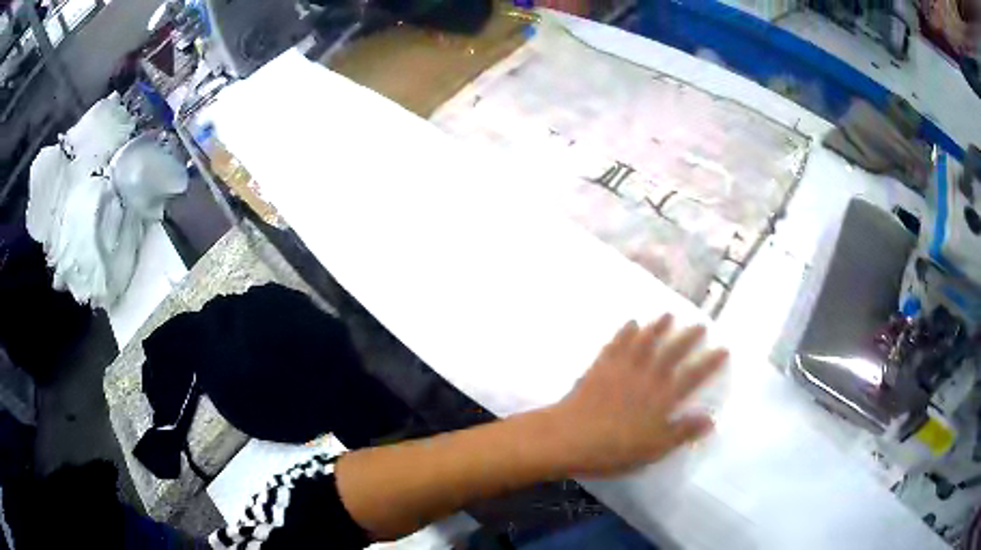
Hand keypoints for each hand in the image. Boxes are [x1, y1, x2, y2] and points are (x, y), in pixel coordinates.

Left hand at [545, 316, 726, 476]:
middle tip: (700, 324)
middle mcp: (646, 377)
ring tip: (668, 315)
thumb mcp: (654, 449)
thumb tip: (711, 419)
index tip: (723, 348)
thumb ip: (682, 432)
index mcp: (662, 398)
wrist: (569, 438)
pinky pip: (616, 344)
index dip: (709, 362)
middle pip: (671, 352)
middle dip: (688, 337)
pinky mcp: (600, 367)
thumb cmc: (614, 450)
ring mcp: (622, 369)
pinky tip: (630, 323)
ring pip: (644, 341)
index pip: (692, 376)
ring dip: (658, 326)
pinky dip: (625, 332)